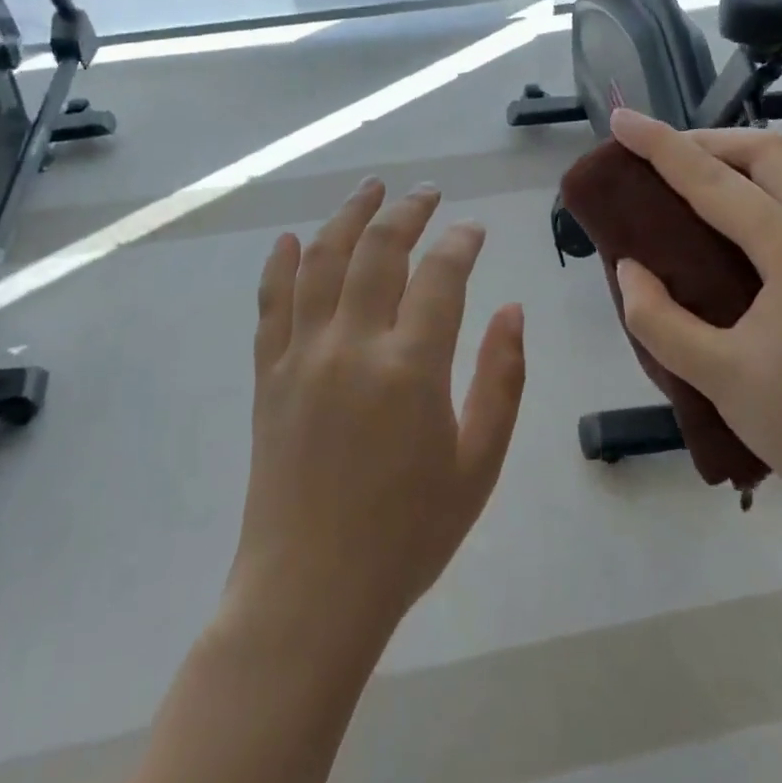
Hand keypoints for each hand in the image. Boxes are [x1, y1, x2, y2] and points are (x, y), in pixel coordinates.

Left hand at [226, 179, 526, 640]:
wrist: (309, 594)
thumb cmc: (407, 535)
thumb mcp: (479, 465)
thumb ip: (501, 380)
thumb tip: (512, 311)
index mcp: (410, 368)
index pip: (441, 275)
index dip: (461, 242)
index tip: (474, 228)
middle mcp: (352, 346)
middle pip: (378, 250)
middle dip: (408, 211)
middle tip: (428, 194)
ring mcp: (302, 356)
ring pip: (322, 261)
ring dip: (348, 217)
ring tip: (370, 188)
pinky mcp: (269, 375)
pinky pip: (271, 304)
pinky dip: (281, 264)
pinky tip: (292, 239)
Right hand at [607, 108, 781, 522]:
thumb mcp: (718, 376)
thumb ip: (659, 319)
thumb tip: (632, 268)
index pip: (716, 182)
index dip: (662, 146)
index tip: (622, 120)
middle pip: (773, 153)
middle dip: (712, 140)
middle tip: (662, 155)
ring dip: (740, 165)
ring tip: (688, 185)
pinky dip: (760, 197)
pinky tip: (729, 232)